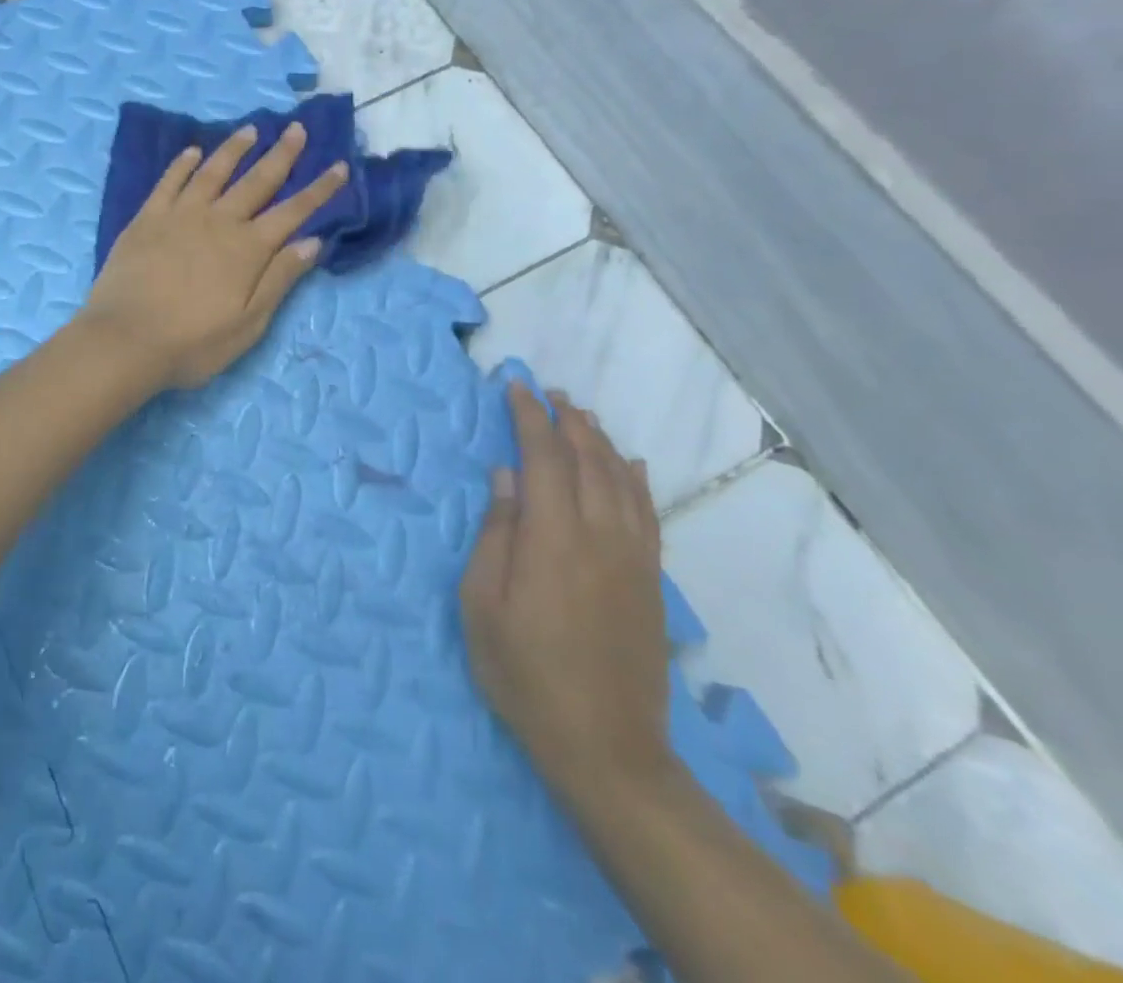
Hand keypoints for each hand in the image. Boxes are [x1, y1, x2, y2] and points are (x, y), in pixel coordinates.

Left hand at [82, 122, 348, 389]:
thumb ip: (279, 279)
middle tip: (297, 129)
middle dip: (282, 155)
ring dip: (234, 149)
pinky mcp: (146, 218)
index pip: (293, 212)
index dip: (319, 190)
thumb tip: (312, 241)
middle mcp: (218, 221)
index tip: (339, 165)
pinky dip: (183, 164)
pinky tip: (193, 152)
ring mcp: (179, 215)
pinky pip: (169, 182)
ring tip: (251, 130)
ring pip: (213, 172)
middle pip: (257, 181)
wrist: (124, 340)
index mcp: (248, 249)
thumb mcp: (248, 323)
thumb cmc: (192, 343)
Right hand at [461, 385, 673, 799]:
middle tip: (547, 392)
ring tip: (581, 416)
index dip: (529, 418)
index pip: (544, 457)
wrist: (606, 746)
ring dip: (600, 441)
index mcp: (552, 538)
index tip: (515, 388)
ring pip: (621, 480)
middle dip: (566, 420)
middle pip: (588, 460)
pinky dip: (636, 479)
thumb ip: (495, 534)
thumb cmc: (524, 673)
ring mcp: (633, 558)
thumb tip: (506, 475)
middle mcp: (600, 536)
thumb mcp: (483, 605)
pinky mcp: (651, 581)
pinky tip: (629, 464)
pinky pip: (647, 513)